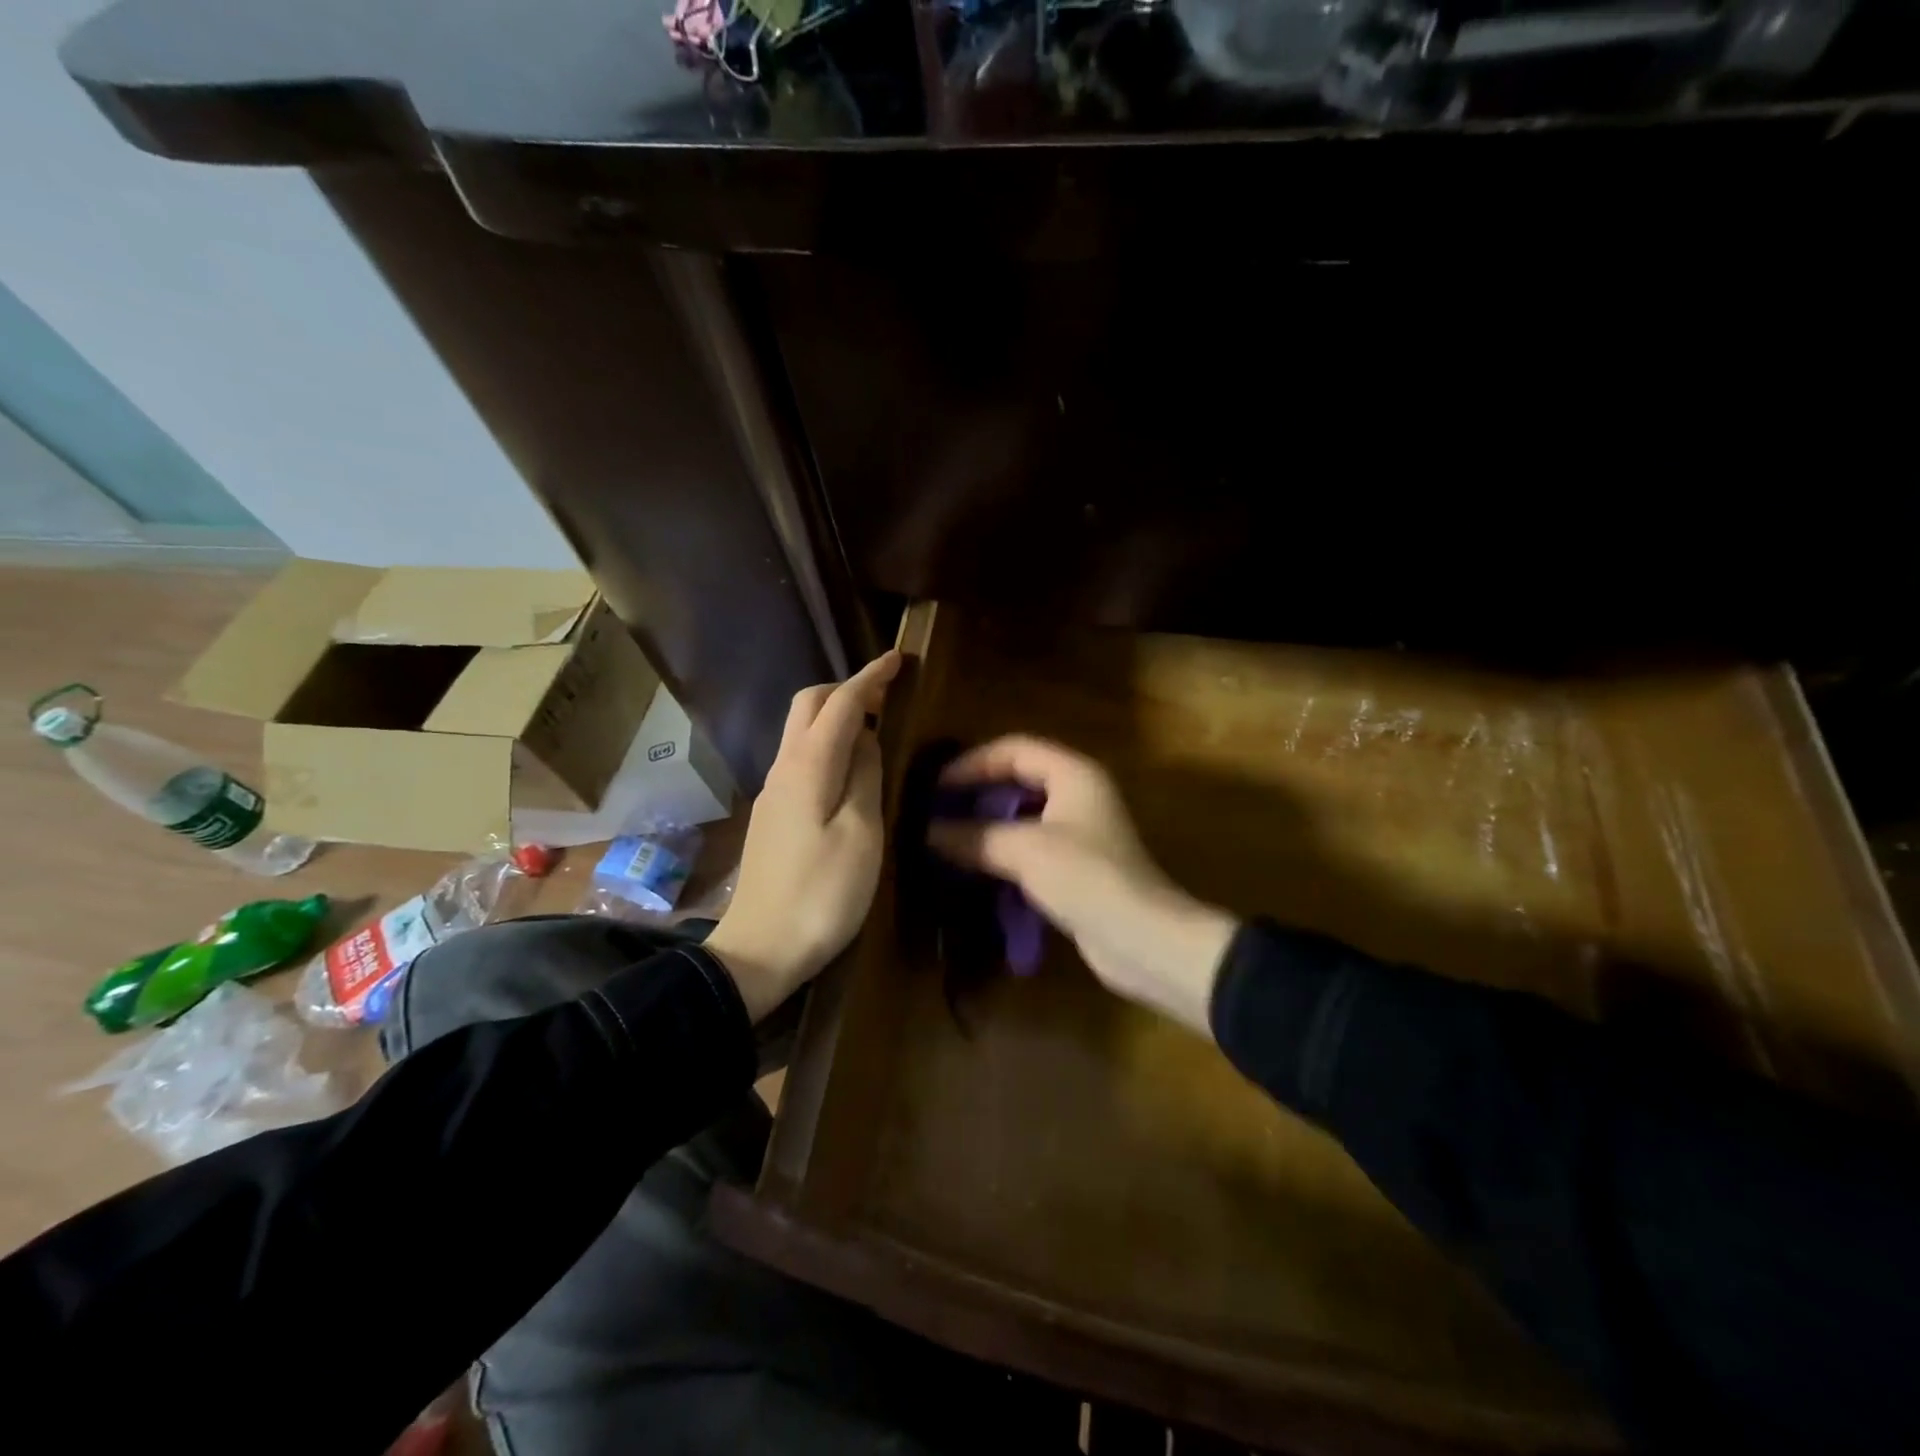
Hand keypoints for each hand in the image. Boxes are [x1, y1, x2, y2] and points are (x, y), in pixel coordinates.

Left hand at [705, 651, 901, 1021]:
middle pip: (808, 706)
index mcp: (808, 767)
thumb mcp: (861, 835)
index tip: (897, 658)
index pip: (841, 704)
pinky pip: (801, 758)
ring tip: (875, 726)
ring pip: (801, 731)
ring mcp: (773, 792)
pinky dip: (828, 744)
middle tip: (887, 694)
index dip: (870, 678)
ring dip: (836, 716)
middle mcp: (784, 768)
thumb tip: (866, 739)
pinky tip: (850, 768)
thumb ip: (866, 777)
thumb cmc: (822, 895)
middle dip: (847, 689)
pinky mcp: (772, 815)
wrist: (760, 950)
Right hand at [927, 736, 1238, 1036]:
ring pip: (1022, 817)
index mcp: (1073, 774)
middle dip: (977, 795)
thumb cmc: (1085, 878)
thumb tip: (928, 831)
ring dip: (986, 827)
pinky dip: (1002, 854)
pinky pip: (1029, 848)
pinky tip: (974, 869)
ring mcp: (1078, 832)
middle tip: (937, 813)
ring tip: (946, 840)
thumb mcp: (1025, 850)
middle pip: (1018, 780)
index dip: (973, 763)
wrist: (1141, 939)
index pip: (1014, 749)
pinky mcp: (1075, 867)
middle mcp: (1078, 794)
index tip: (936, 787)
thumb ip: (974, 836)